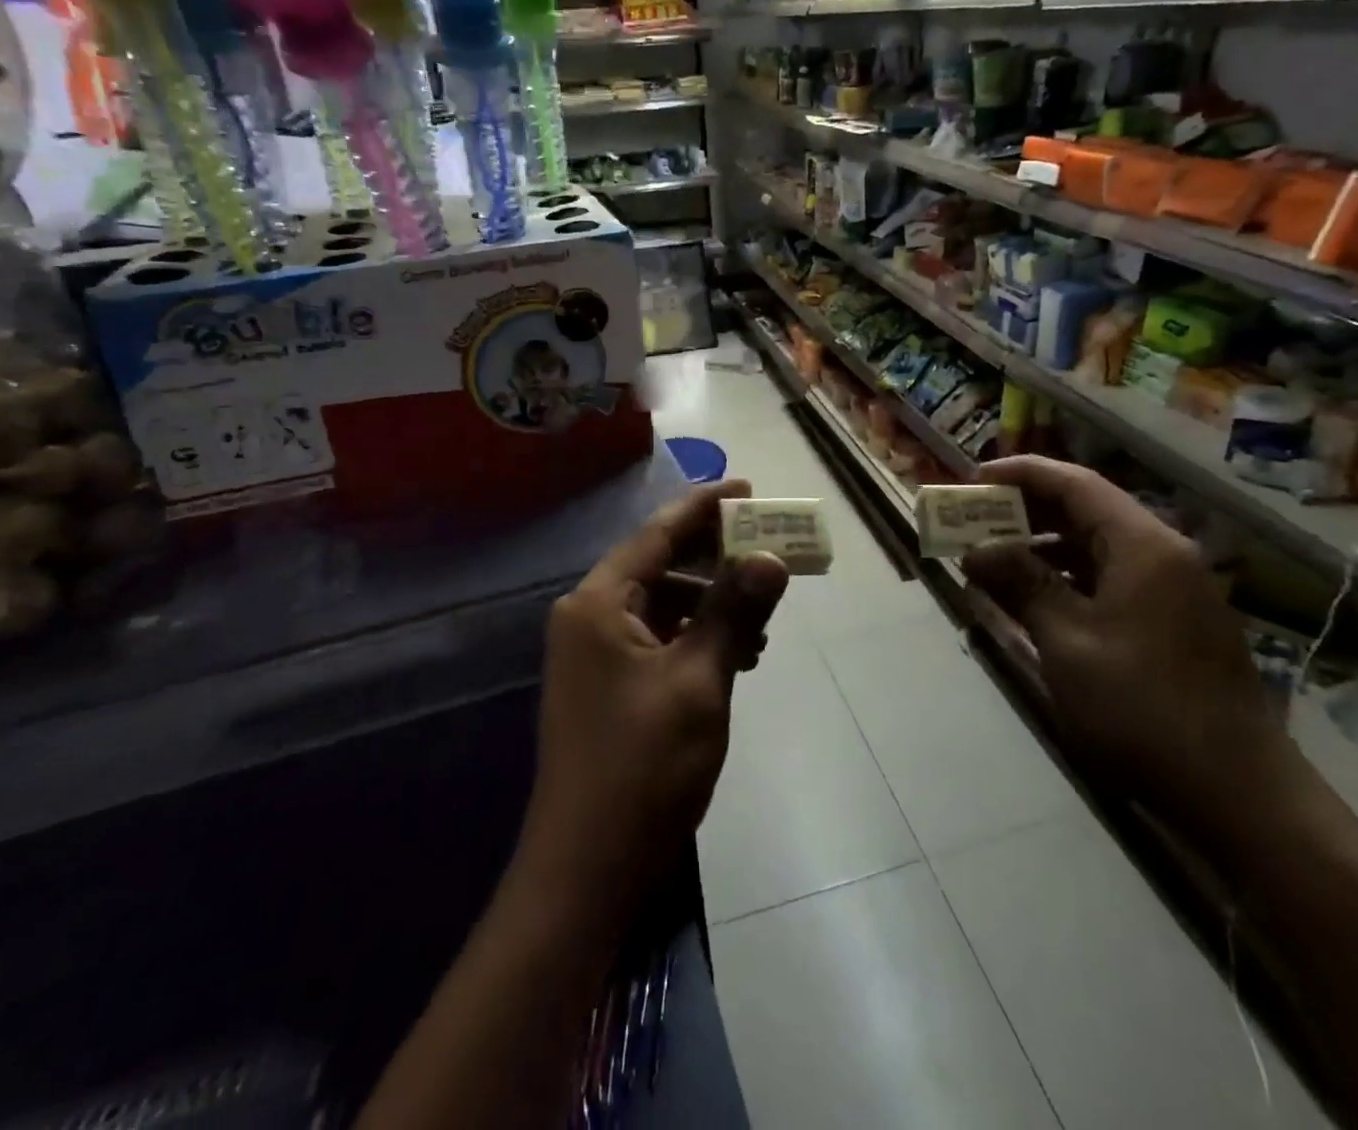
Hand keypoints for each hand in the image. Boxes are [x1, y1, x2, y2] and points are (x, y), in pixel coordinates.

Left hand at [519, 481, 788, 916]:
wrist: (587, 869)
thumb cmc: (643, 767)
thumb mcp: (699, 681)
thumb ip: (734, 611)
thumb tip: (770, 557)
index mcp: (598, 602)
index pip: (657, 534)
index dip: (705, 508)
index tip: (747, 488)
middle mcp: (589, 617)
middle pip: (659, 565)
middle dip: (715, 556)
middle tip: (768, 547)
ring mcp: (595, 654)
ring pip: (662, 604)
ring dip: (711, 601)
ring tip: (763, 612)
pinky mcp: (608, 685)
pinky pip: (658, 639)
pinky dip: (696, 636)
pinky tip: (738, 652)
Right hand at [962, 457, 1291, 822]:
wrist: (1239, 793)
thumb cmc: (1142, 707)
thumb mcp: (1067, 642)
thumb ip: (1021, 584)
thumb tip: (976, 550)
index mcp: (1143, 546)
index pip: (1075, 483)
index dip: (1021, 474)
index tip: (973, 478)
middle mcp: (1164, 554)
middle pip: (1087, 510)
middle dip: (1028, 511)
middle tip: (976, 521)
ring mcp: (1175, 589)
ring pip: (1099, 547)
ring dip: (1046, 547)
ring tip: (995, 560)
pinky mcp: (1176, 621)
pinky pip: (1113, 579)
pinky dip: (1071, 578)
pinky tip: (1037, 599)